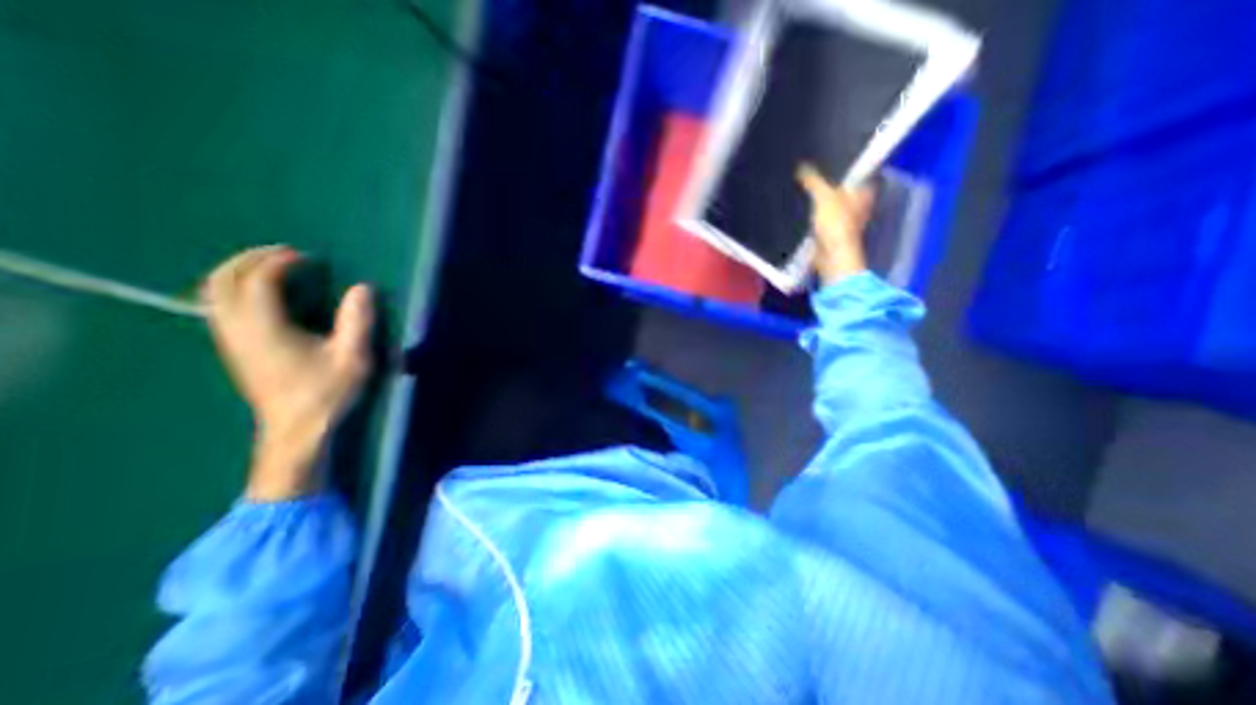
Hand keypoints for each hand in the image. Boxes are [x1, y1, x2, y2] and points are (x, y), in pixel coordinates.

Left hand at [200, 247, 372, 500]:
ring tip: (271, 267)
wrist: (296, 428)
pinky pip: (220, 307)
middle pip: (224, 281)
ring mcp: (231, 340)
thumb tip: (363, 288)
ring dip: (239, 272)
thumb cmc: (327, 392)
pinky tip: (262, 295)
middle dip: (250, 259)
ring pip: (214, 293)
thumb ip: (357, 321)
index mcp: (266, 328)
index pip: (259, 281)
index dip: (279, 262)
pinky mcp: (234, 349)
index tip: (306, 257)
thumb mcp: (353, 357)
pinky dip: (235, 289)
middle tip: (283, 253)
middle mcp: (238, 329)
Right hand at [792, 163, 875, 283]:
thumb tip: (801, 166)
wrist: (831, 255)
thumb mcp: (823, 195)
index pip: (857, 174)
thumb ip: (813, 180)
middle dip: (828, 187)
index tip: (826, 163)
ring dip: (819, 204)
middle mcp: (859, 206)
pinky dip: (814, 219)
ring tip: (802, 195)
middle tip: (808, 179)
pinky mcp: (833, 235)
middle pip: (842, 191)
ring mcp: (846, 222)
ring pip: (831, 207)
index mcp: (864, 192)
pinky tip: (802, 214)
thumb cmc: (836, 223)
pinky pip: (822, 221)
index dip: (843, 169)